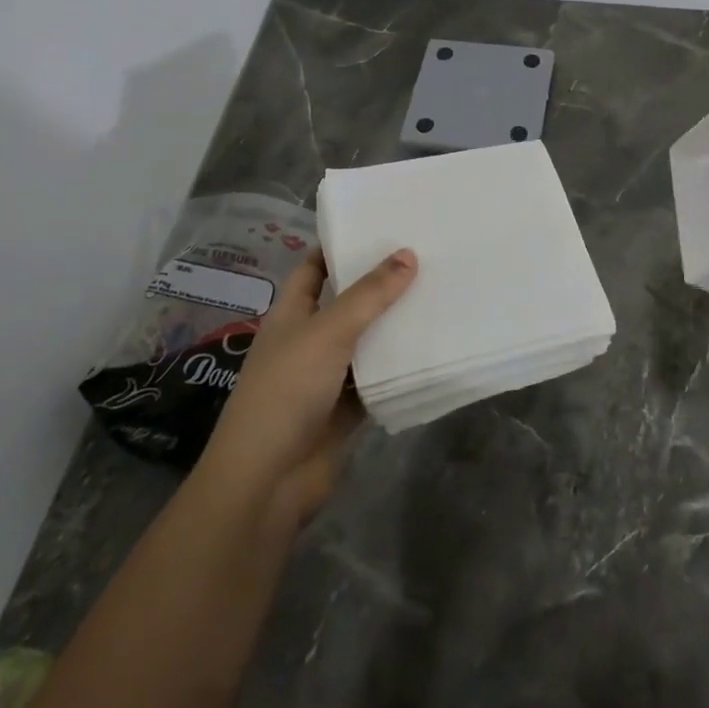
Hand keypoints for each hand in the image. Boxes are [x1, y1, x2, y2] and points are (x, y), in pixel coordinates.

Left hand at [199, 248, 415, 529]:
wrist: (268, 480)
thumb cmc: (287, 391)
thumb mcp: (329, 332)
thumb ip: (370, 295)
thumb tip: (408, 254)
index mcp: (292, 314)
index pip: (315, 268)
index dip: (341, 247)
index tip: (382, 227)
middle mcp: (308, 340)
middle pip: (347, 303)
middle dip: (381, 284)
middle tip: (427, 256)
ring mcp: (327, 376)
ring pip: (367, 341)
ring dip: (395, 325)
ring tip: (440, 293)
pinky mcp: (347, 408)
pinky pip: (378, 378)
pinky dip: (399, 366)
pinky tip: (435, 346)